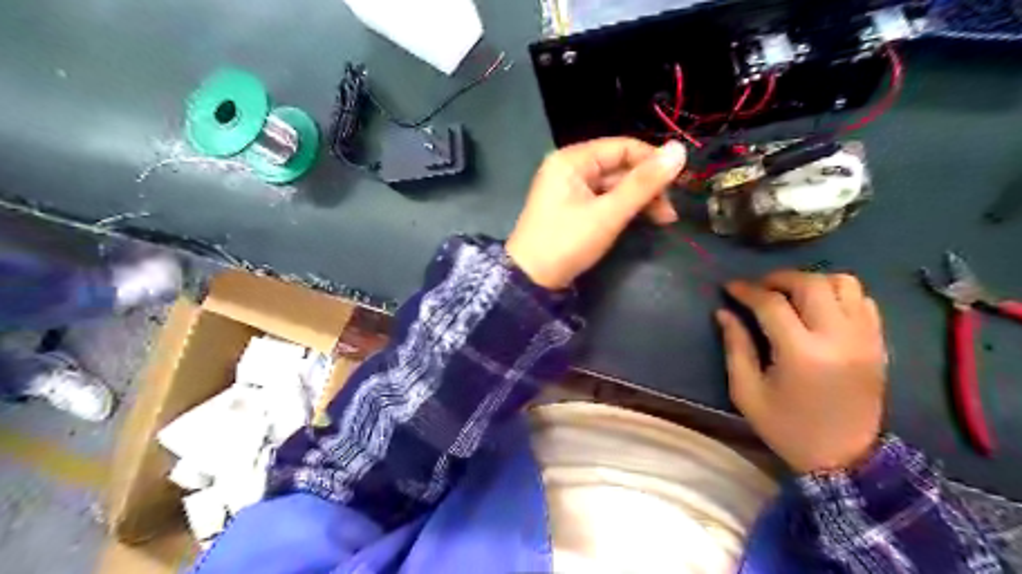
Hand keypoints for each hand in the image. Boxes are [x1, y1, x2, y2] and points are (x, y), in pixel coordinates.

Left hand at [505, 136, 686, 287]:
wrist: (530, 280)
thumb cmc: (567, 243)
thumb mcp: (608, 214)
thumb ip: (643, 184)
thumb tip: (679, 150)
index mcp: (572, 159)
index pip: (623, 147)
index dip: (653, 162)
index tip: (678, 185)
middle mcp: (569, 167)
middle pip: (619, 166)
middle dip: (647, 186)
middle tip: (669, 214)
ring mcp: (568, 188)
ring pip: (613, 185)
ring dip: (638, 199)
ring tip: (662, 220)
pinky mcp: (571, 208)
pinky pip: (602, 199)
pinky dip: (622, 209)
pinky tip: (639, 221)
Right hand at [717, 270, 887, 473]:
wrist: (845, 459)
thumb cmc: (787, 428)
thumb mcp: (747, 392)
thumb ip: (735, 347)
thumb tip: (724, 312)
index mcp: (801, 354)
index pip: (772, 304)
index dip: (747, 290)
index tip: (730, 287)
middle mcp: (838, 338)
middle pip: (811, 284)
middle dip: (779, 278)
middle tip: (760, 288)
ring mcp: (865, 339)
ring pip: (844, 283)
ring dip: (813, 281)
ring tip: (792, 295)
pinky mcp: (878, 344)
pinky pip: (863, 301)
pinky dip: (839, 295)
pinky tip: (819, 309)